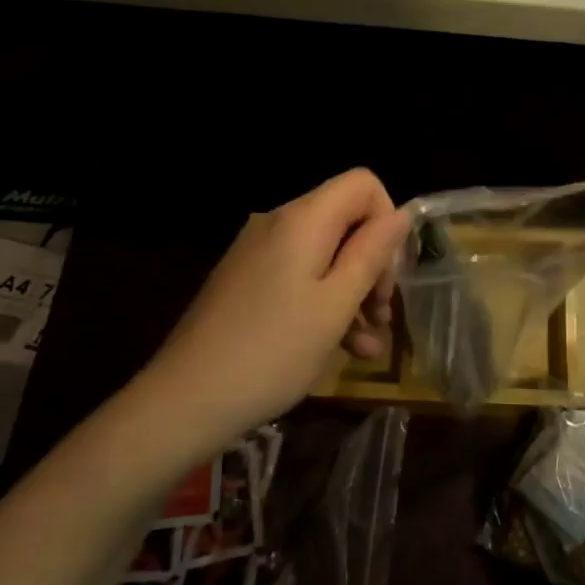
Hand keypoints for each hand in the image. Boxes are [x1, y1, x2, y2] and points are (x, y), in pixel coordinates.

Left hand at [129, 169, 406, 451]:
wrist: (184, 400)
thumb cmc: (272, 351)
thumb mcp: (336, 305)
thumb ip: (371, 254)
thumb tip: (401, 215)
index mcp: (303, 220)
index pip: (363, 184)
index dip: (387, 220)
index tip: (388, 273)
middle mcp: (278, 224)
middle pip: (345, 221)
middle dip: (373, 265)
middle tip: (382, 315)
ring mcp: (258, 254)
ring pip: (325, 255)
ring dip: (354, 293)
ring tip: (368, 346)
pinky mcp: (246, 282)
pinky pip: (299, 277)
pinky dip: (324, 304)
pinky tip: (342, 351)